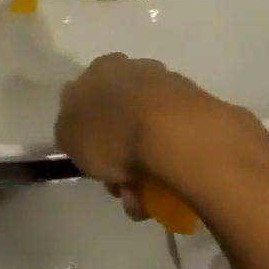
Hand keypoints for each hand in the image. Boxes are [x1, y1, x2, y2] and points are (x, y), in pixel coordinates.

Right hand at [56, 55, 268, 215]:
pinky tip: (169, 192)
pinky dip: (169, 167)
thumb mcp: (69, 135)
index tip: (94, 162)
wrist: (177, 134)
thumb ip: (69, 129)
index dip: (88, 134)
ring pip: (148, 134)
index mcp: (102, 68)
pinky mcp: (199, 108)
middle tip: (122, 188)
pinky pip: (174, 143)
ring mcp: (171, 87)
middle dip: (119, 157)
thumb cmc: (113, 130)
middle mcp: (137, 69)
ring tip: (147, 200)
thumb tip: (80, 129)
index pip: (87, 99)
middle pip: (120, 119)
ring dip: (144, 169)